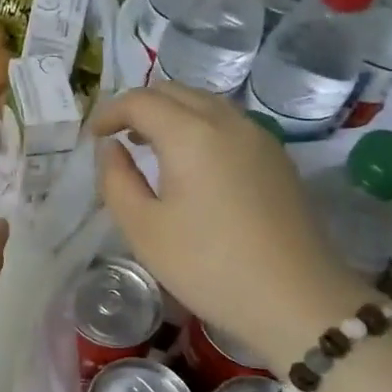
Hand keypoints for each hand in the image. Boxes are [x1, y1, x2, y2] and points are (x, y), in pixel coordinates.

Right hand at [93, 85, 371, 364]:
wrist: (298, 300)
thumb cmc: (209, 266)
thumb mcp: (144, 229)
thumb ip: (116, 180)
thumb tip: (112, 149)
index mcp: (190, 134)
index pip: (140, 101)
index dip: (110, 112)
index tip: (94, 137)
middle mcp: (227, 122)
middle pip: (175, 92)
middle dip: (140, 106)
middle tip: (118, 137)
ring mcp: (258, 137)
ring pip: (205, 104)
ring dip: (171, 114)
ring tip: (151, 146)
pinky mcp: (277, 158)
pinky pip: (228, 123)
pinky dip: (199, 127)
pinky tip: (192, 163)